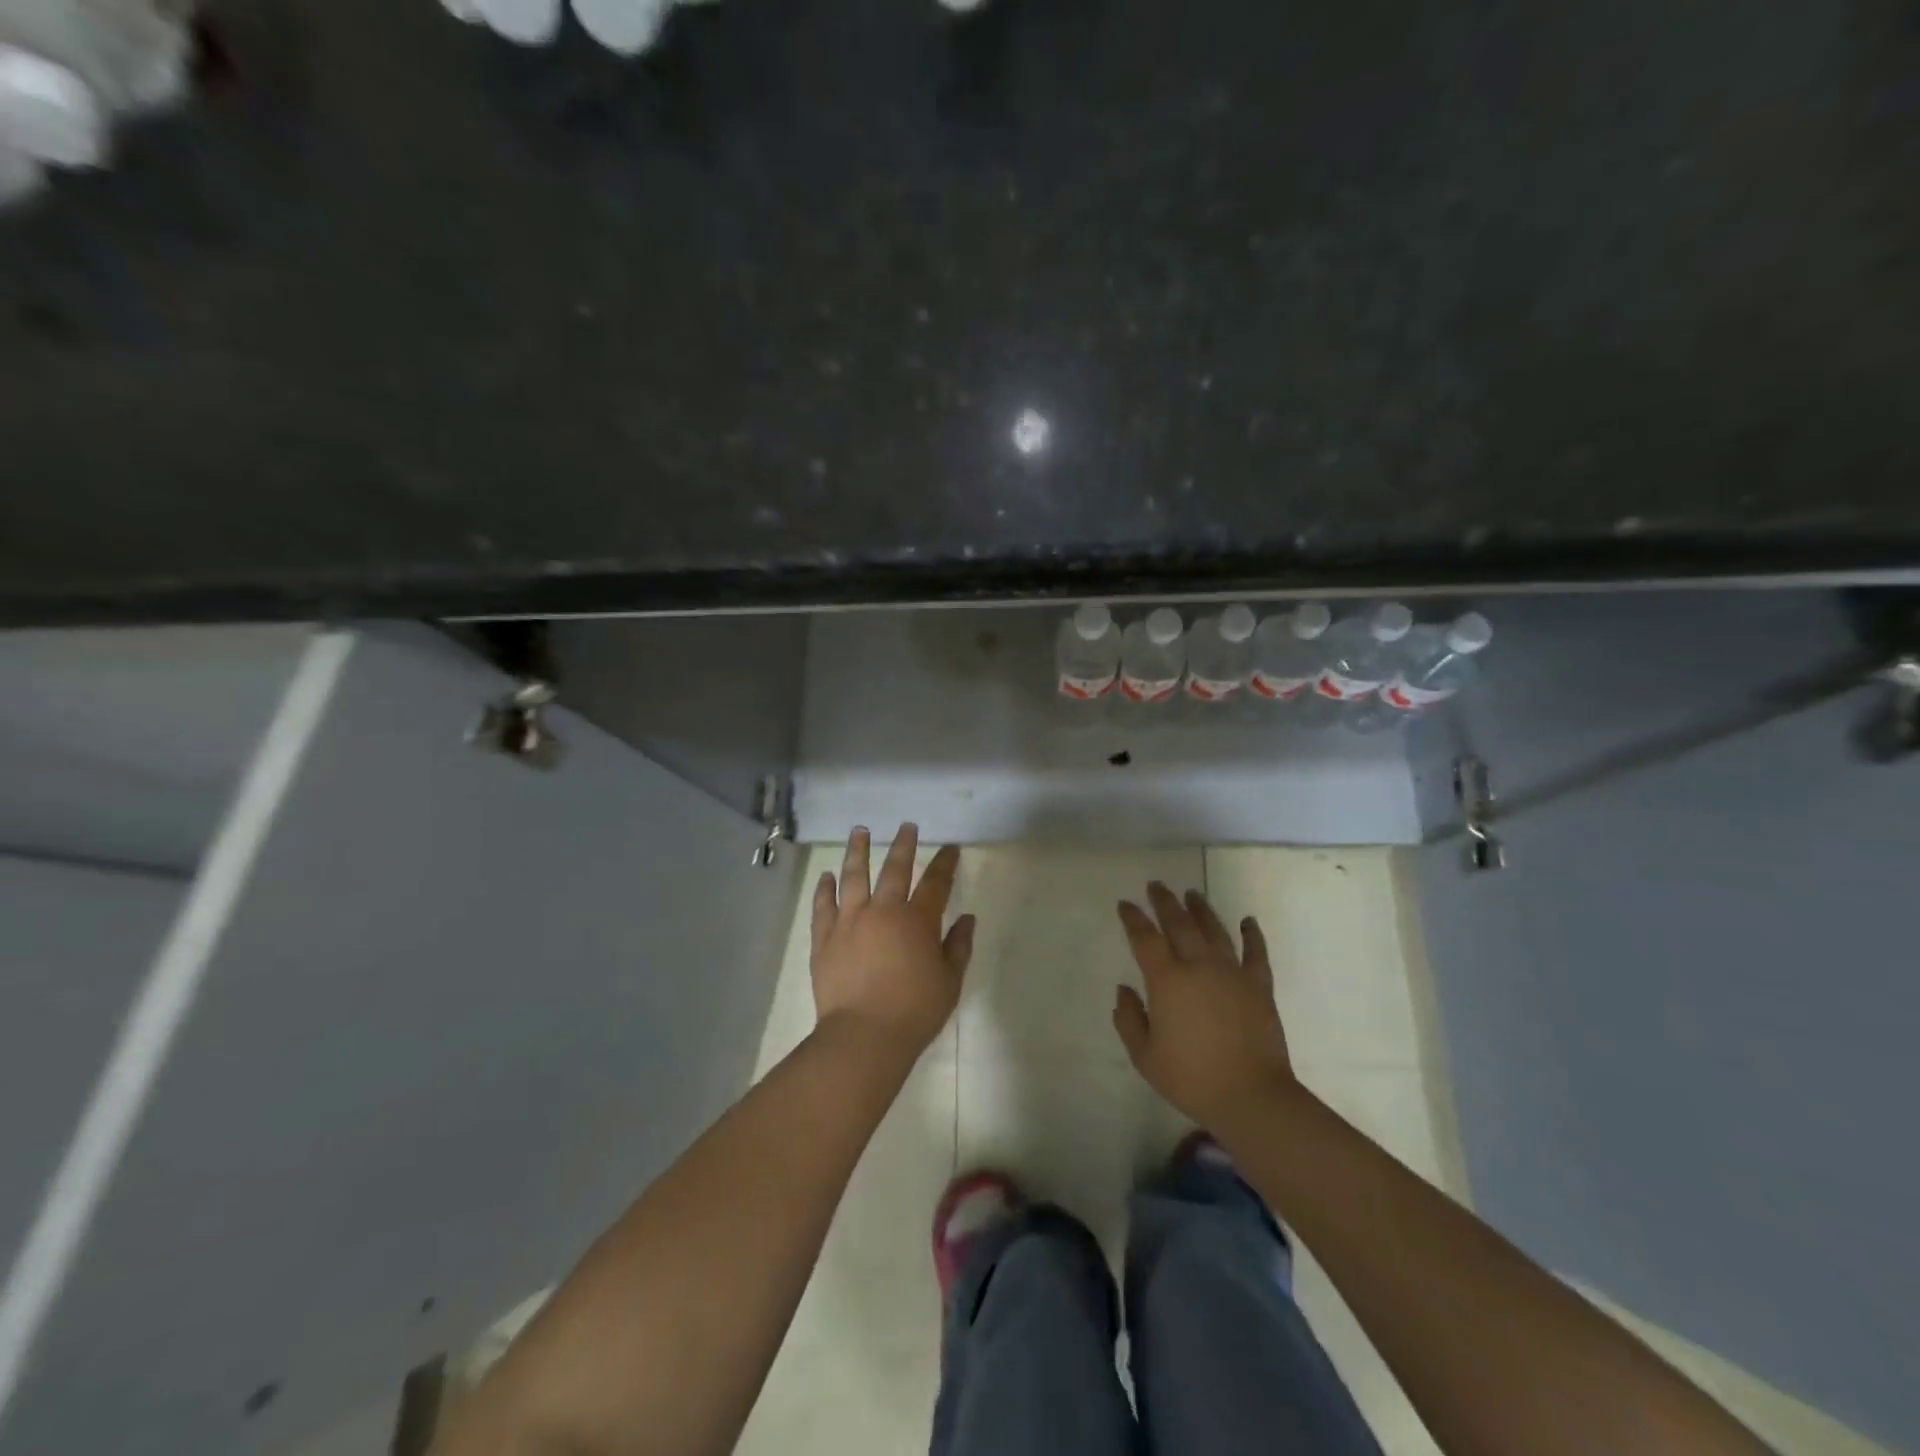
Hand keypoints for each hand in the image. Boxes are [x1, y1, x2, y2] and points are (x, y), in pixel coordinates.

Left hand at [810, 823, 974, 1060]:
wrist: (863, 1036)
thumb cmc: (914, 1011)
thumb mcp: (949, 982)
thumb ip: (958, 946)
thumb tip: (967, 919)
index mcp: (917, 920)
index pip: (935, 882)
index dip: (945, 863)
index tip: (950, 848)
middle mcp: (883, 911)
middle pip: (894, 869)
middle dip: (903, 845)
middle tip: (906, 826)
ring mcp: (849, 921)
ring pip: (853, 876)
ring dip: (857, 851)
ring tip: (859, 831)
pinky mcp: (824, 938)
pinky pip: (823, 905)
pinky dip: (824, 888)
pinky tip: (826, 876)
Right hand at [1113, 883, 1296, 1131]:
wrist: (1251, 1097)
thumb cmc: (1191, 1078)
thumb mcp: (1145, 1056)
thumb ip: (1129, 1019)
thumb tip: (1124, 990)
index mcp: (1167, 980)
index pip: (1145, 938)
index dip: (1133, 918)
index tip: (1125, 904)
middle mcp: (1198, 966)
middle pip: (1179, 923)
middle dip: (1165, 902)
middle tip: (1156, 886)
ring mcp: (1232, 973)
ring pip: (1214, 930)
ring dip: (1201, 909)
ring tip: (1192, 894)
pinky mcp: (1259, 986)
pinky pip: (1256, 953)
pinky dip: (1252, 934)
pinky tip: (1248, 921)